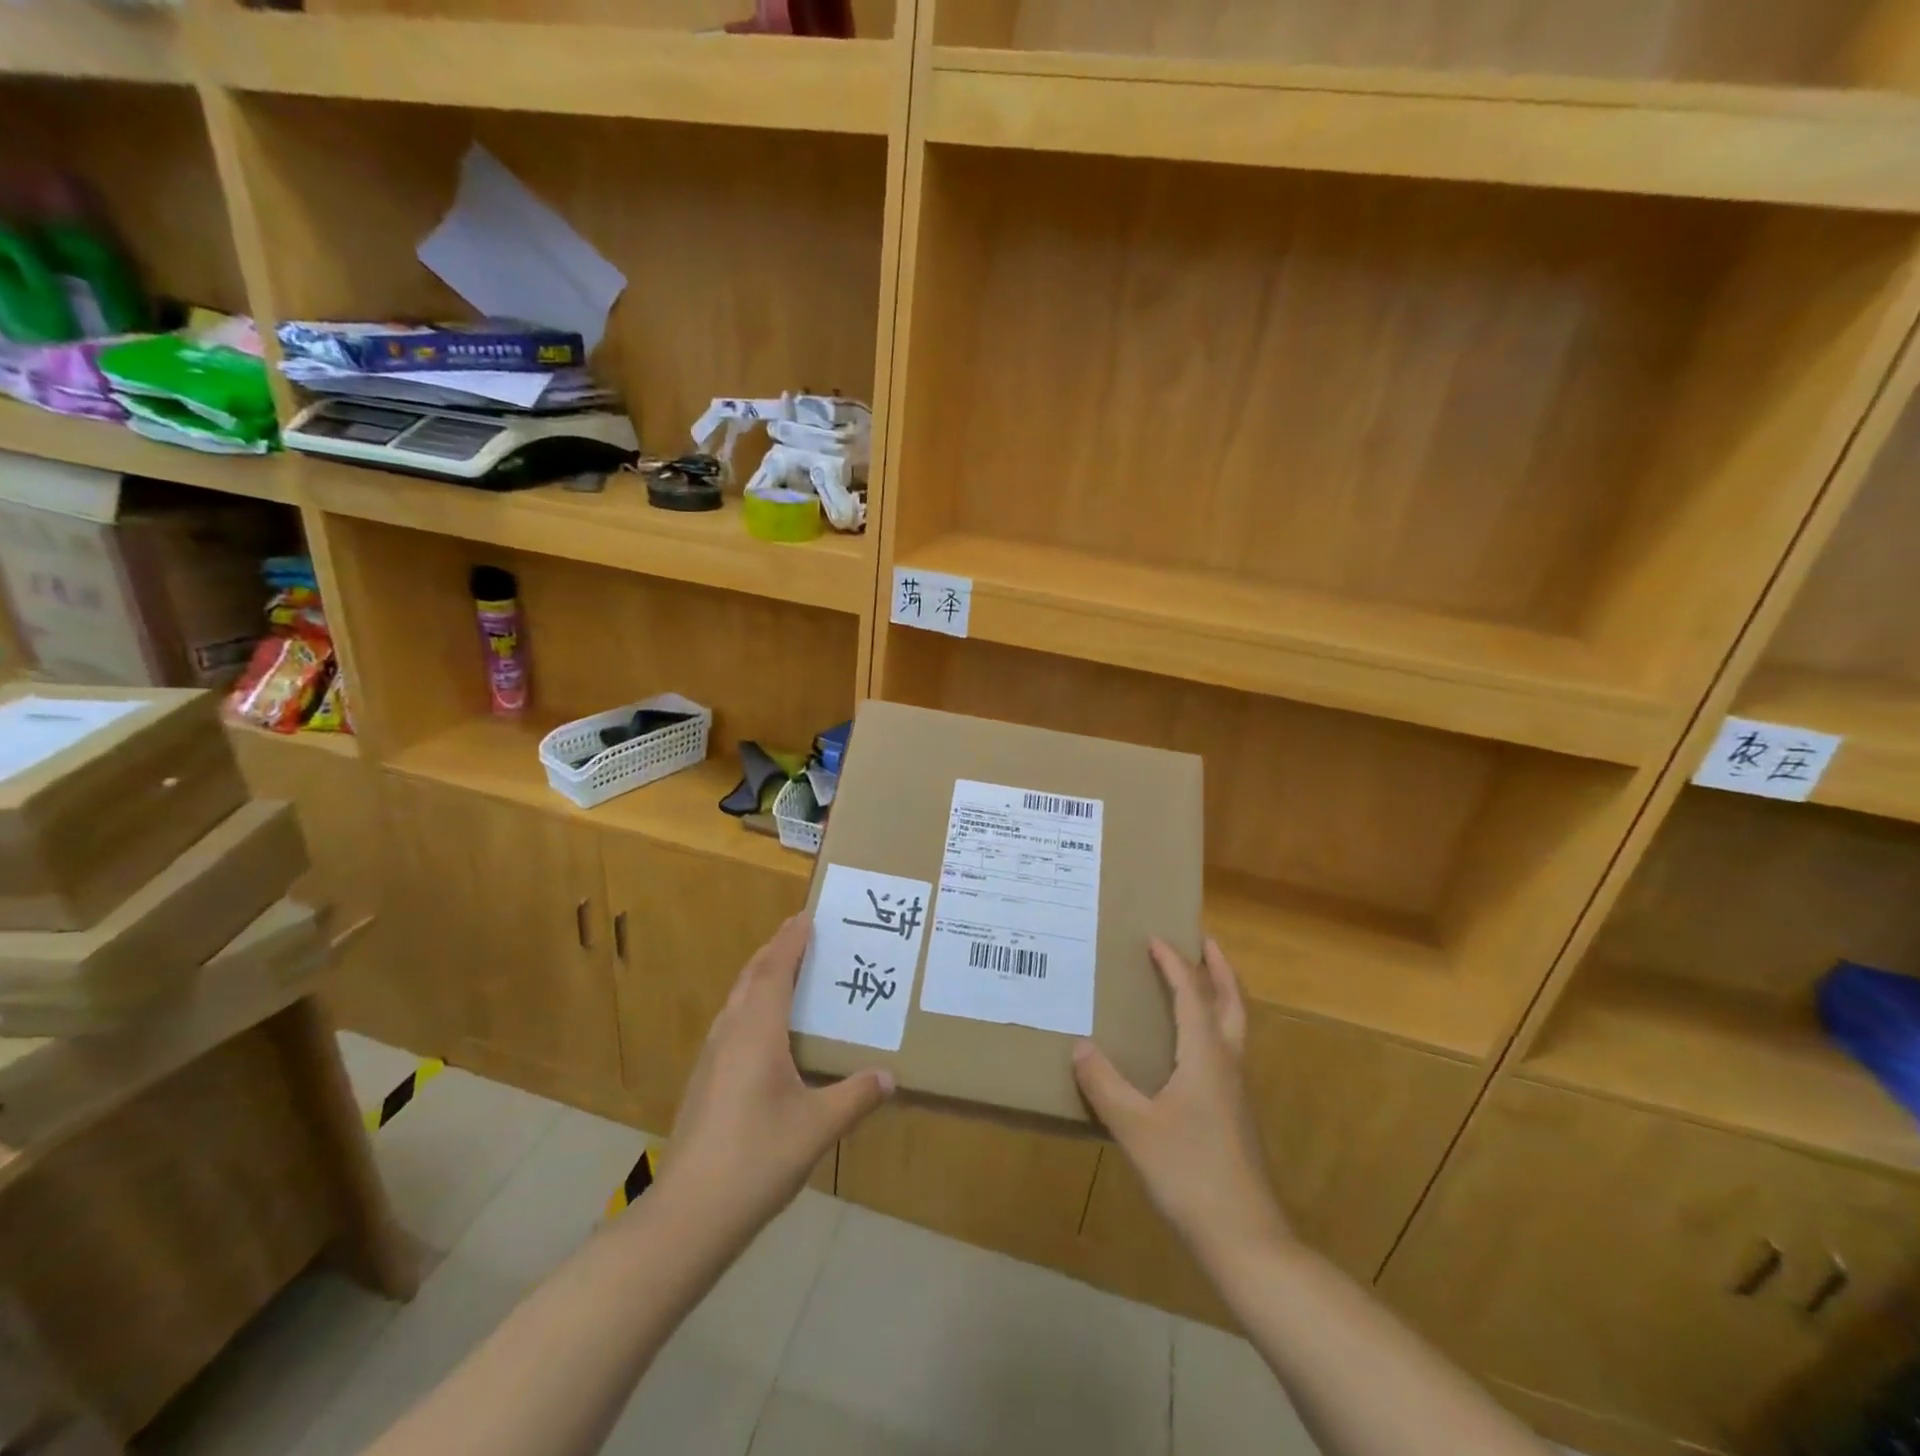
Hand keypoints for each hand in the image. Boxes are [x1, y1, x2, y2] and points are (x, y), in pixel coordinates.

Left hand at [660, 915, 895, 1235]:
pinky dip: (752, 1004)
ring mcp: (711, 1057)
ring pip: (738, 999)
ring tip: (787, 970)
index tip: (807, 915)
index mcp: (757, 1031)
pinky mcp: (704, 1081)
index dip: (791, 940)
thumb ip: (856, 1097)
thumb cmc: (757, 1158)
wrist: (688, 1215)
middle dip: (775, 950)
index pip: (775, 970)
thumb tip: (890, 1076)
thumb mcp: (818, 1127)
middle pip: (752, 976)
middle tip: (801, 932)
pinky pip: (732, 1022)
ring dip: (761, 975)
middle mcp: (730, 1033)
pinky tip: (766, 1030)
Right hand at [1073, 938, 1289, 1263]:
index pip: (1191, 994)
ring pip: (1235, 1026)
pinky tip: (1190, 1047)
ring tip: (1198, 982)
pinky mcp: (1236, 1114)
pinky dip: (1215, 1026)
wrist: (1245, 1239)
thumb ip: (1104, 1084)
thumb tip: (1080, 1045)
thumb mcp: (1135, 1127)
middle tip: (1203, 941)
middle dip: (1219, 968)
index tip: (1156, 938)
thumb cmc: (1189, 1174)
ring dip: (1220, 995)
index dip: (1174, 963)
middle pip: (1231, 1002)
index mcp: (1205, 1056)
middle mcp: (1228, 1064)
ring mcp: (1237, 1091)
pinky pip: (1227, 1050)